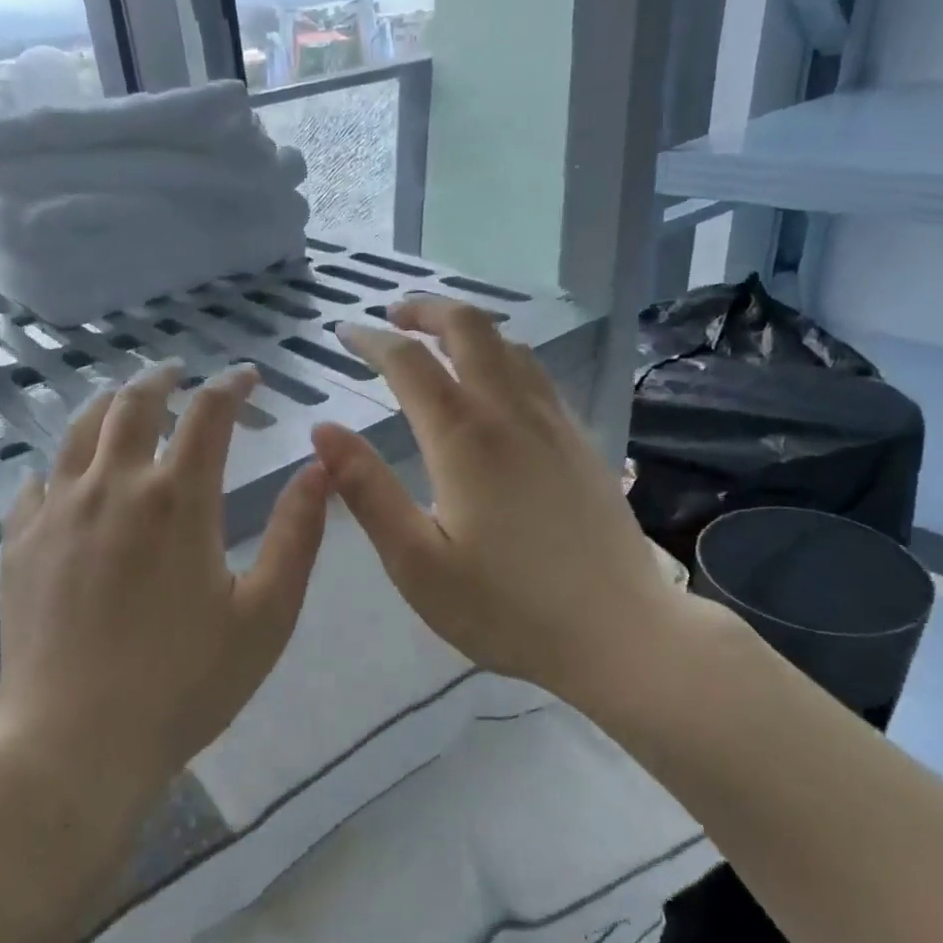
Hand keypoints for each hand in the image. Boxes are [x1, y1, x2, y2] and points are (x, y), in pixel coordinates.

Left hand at [0, 361, 328, 833]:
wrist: (75, 742)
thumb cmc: (183, 685)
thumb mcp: (265, 616)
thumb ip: (296, 535)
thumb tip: (319, 469)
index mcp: (176, 499)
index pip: (208, 414)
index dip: (231, 385)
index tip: (247, 376)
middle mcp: (112, 487)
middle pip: (133, 404)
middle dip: (163, 379)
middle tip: (179, 372)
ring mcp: (56, 512)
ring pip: (79, 430)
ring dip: (108, 404)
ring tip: (124, 399)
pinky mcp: (19, 543)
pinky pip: (36, 481)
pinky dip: (59, 463)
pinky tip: (65, 474)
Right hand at [309, 298, 693, 710]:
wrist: (619, 632)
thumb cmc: (505, 607)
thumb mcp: (416, 561)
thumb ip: (367, 491)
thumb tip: (323, 431)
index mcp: (463, 438)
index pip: (408, 363)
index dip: (371, 341)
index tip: (344, 333)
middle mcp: (510, 413)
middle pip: (469, 330)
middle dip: (426, 310)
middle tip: (392, 315)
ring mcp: (554, 424)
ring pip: (510, 346)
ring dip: (468, 328)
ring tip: (437, 337)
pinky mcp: (580, 443)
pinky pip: (537, 375)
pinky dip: (503, 355)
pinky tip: (495, 382)